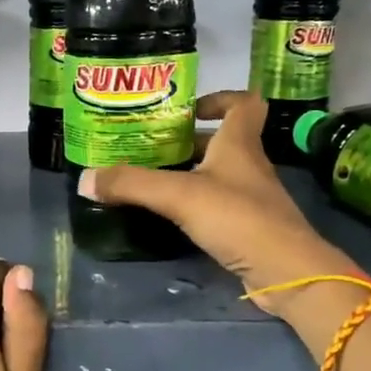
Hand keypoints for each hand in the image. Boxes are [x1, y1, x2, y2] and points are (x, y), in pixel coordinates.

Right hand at [77, 90, 357, 312]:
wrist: (286, 272)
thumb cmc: (238, 218)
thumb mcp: (179, 195)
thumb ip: (132, 184)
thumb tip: (84, 179)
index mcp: (240, 144)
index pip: (242, 103)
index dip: (218, 98)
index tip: (186, 109)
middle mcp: (248, 165)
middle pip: (222, 141)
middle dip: (187, 141)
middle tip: (149, 148)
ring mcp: (251, 198)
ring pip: (218, 174)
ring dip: (189, 174)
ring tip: (150, 180)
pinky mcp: (249, 227)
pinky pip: (218, 205)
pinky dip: (195, 204)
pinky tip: (169, 215)